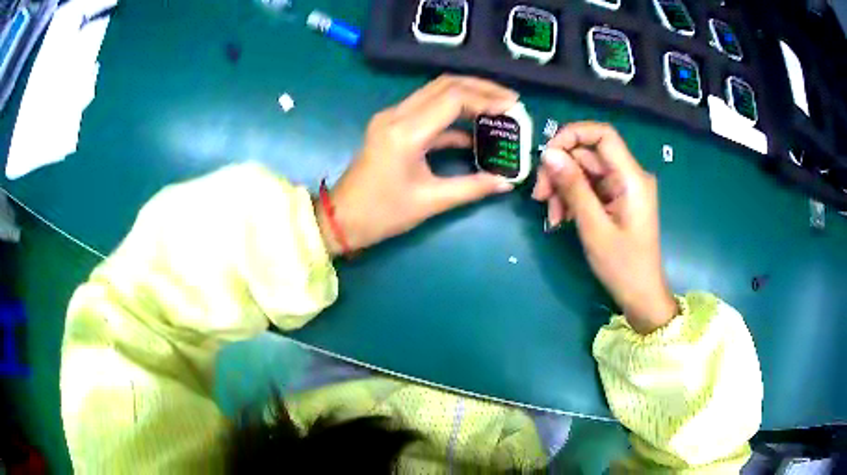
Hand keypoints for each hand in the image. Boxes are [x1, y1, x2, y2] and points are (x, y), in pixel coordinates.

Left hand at [316, 75, 517, 254]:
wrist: (341, 218)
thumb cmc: (382, 214)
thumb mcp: (430, 202)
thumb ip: (472, 188)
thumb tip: (506, 183)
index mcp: (406, 132)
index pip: (453, 98)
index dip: (486, 99)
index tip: (513, 107)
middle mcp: (397, 115)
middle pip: (444, 85)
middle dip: (480, 88)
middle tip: (509, 100)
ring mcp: (391, 117)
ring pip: (435, 92)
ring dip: (467, 96)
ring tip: (498, 108)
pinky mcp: (391, 125)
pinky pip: (426, 110)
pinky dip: (452, 115)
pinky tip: (474, 130)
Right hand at [532, 122, 676, 333]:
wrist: (641, 296)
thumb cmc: (623, 266)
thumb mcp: (594, 227)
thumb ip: (573, 187)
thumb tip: (548, 154)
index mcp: (631, 178)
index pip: (602, 135)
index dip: (572, 135)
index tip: (547, 155)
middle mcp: (629, 176)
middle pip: (588, 155)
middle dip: (560, 170)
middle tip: (540, 196)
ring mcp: (622, 188)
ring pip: (585, 172)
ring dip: (563, 188)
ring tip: (552, 215)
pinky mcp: (616, 200)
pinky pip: (589, 188)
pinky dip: (572, 199)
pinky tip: (561, 218)